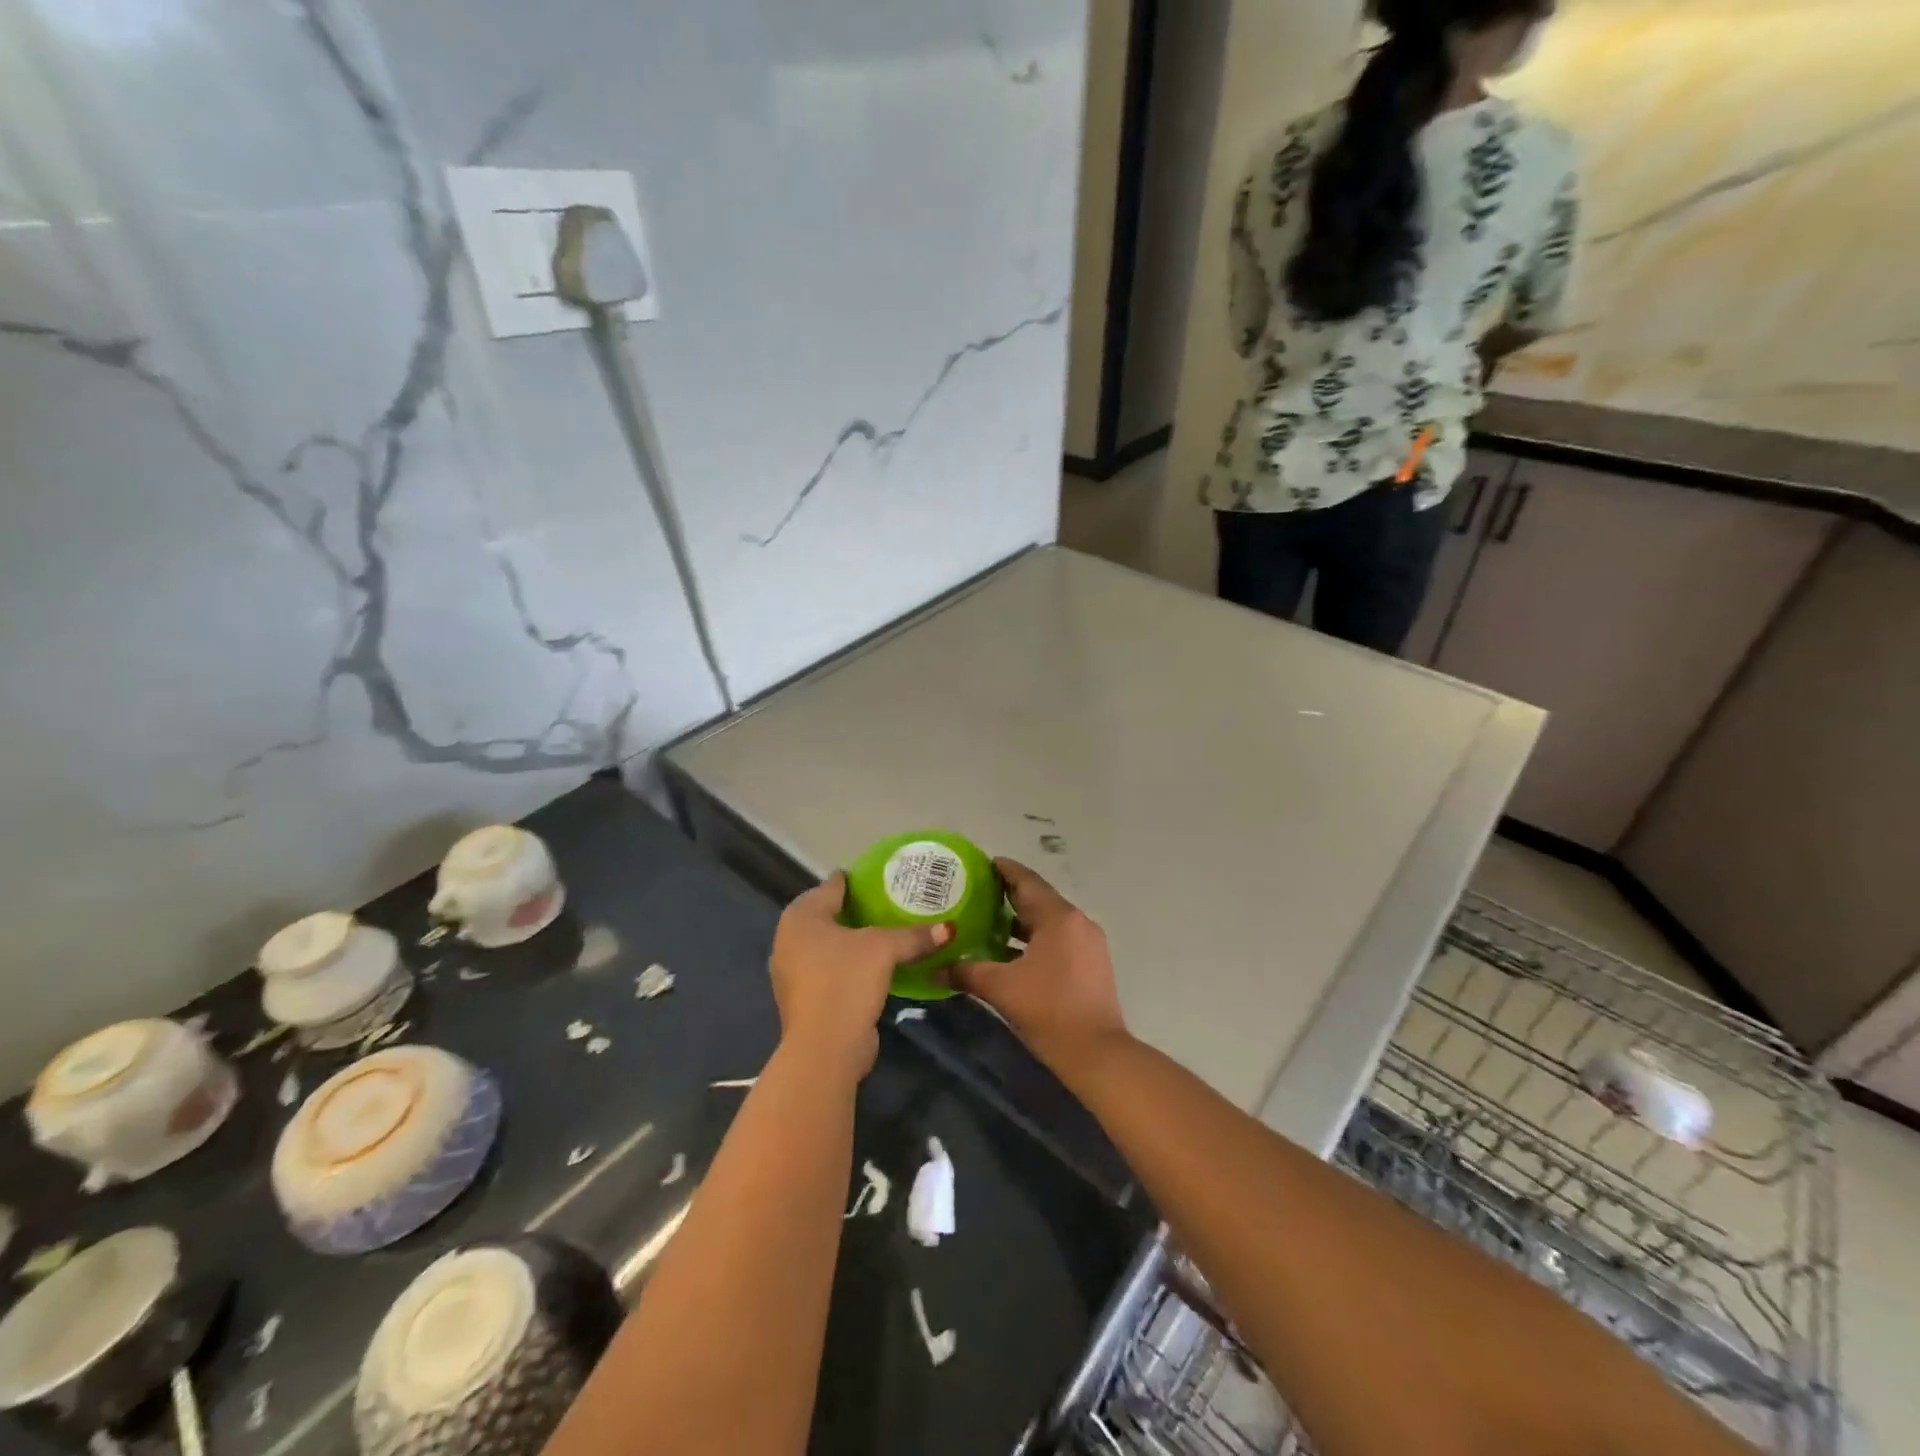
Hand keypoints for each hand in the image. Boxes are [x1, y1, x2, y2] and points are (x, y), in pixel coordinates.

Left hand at [769, 872, 950, 1077]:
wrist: (824, 1048)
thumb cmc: (845, 981)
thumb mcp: (884, 949)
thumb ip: (913, 935)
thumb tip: (948, 929)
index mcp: (801, 917)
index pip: (830, 887)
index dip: (854, 880)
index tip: (878, 875)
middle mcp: (789, 940)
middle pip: (827, 915)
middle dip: (855, 910)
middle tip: (887, 902)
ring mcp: (793, 972)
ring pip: (828, 945)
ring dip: (852, 940)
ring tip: (885, 932)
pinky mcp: (805, 999)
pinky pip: (831, 969)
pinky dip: (850, 964)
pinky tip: (875, 965)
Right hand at [948, 858, 1127, 1076]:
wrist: (1097, 1054)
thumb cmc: (1048, 1010)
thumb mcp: (1001, 988)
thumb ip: (966, 973)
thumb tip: (935, 969)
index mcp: (1059, 918)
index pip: (1027, 881)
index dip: (1004, 870)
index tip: (982, 863)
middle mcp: (1077, 922)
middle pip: (1039, 899)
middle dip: (1009, 895)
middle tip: (977, 892)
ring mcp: (1089, 943)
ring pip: (1049, 922)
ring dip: (1021, 920)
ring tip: (987, 921)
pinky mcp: (1092, 964)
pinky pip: (1059, 939)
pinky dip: (1035, 939)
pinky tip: (1010, 952)